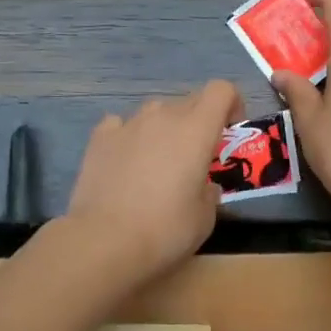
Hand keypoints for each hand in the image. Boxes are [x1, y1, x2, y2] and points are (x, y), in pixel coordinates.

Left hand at [64, 80, 242, 281]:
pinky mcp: (100, 137)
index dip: (231, 104)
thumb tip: (204, 185)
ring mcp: (128, 123)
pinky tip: (126, 161)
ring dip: (164, 127)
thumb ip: (210, 191)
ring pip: (155, 110)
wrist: (105, 241)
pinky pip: (121, 124)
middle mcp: (163, 116)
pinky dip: (129, 136)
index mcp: (196, 130)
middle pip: (189, 100)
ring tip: (158, 161)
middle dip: (199, 121)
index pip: (221, 90)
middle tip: (196, 156)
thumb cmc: (166, 230)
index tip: (229, 132)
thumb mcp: (205, 217)